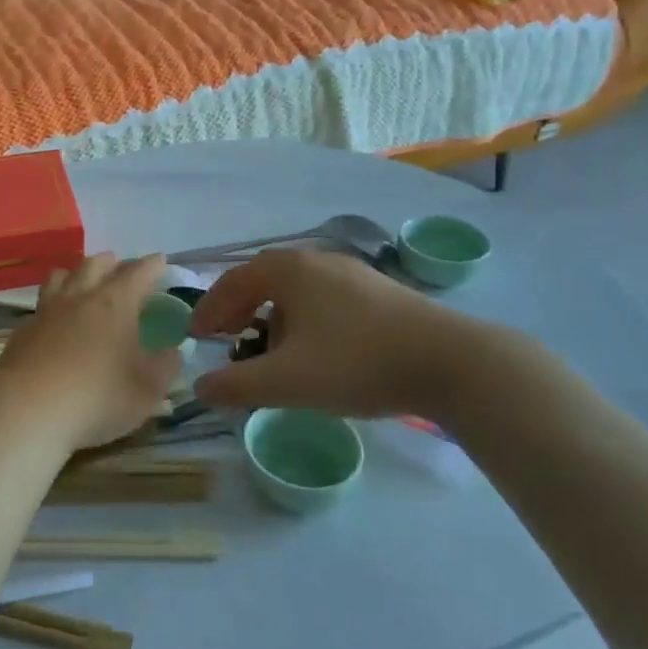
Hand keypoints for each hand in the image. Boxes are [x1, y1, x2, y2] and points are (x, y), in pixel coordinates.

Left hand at [0, 254, 181, 450]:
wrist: (29, 410)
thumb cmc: (98, 397)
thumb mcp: (147, 390)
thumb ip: (164, 367)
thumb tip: (173, 351)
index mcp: (115, 304)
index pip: (138, 274)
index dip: (151, 265)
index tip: (160, 259)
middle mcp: (80, 298)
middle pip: (95, 265)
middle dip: (111, 262)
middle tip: (120, 264)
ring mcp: (47, 312)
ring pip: (61, 277)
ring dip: (76, 272)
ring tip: (82, 277)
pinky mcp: (23, 331)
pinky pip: (41, 305)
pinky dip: (52, 303)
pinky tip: (53, 317)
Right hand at [188, 248, 506, 420]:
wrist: (450, 362)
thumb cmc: (357, 363)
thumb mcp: (287, 381)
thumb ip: (236, 385)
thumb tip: (199, 387)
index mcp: (288, 270)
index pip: (232, 282)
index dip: (209, 309)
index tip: (196, 338)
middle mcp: (317, 261)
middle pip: (262, 279)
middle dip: (238, 308)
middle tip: (226, 337)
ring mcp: (351, 273)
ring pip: (295, 289)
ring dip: (270, 314)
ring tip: (268, 347)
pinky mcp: (378, 291)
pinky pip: (322, 297)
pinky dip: (302, 317)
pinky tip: (315, 348)